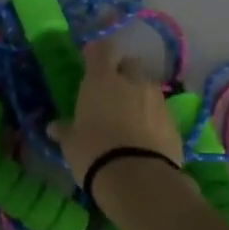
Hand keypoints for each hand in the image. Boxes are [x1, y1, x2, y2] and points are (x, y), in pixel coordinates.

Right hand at [49, 37, 182, 183]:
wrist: (139, 179)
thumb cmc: (94, 152)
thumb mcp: (71, 143)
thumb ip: (65, 130)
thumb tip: (54, 127)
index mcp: (102, 80)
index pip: (102, 50)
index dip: (97, 53)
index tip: (90, 60)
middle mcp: (132, 82)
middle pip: (130, 64)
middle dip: (123, 73)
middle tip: (111, 91)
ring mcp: (157, 101)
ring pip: (147, 88)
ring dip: (138, 96)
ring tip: (129, 118)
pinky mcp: (174, 123)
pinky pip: (160, 112)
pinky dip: (152, 119)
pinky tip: (144, 138)